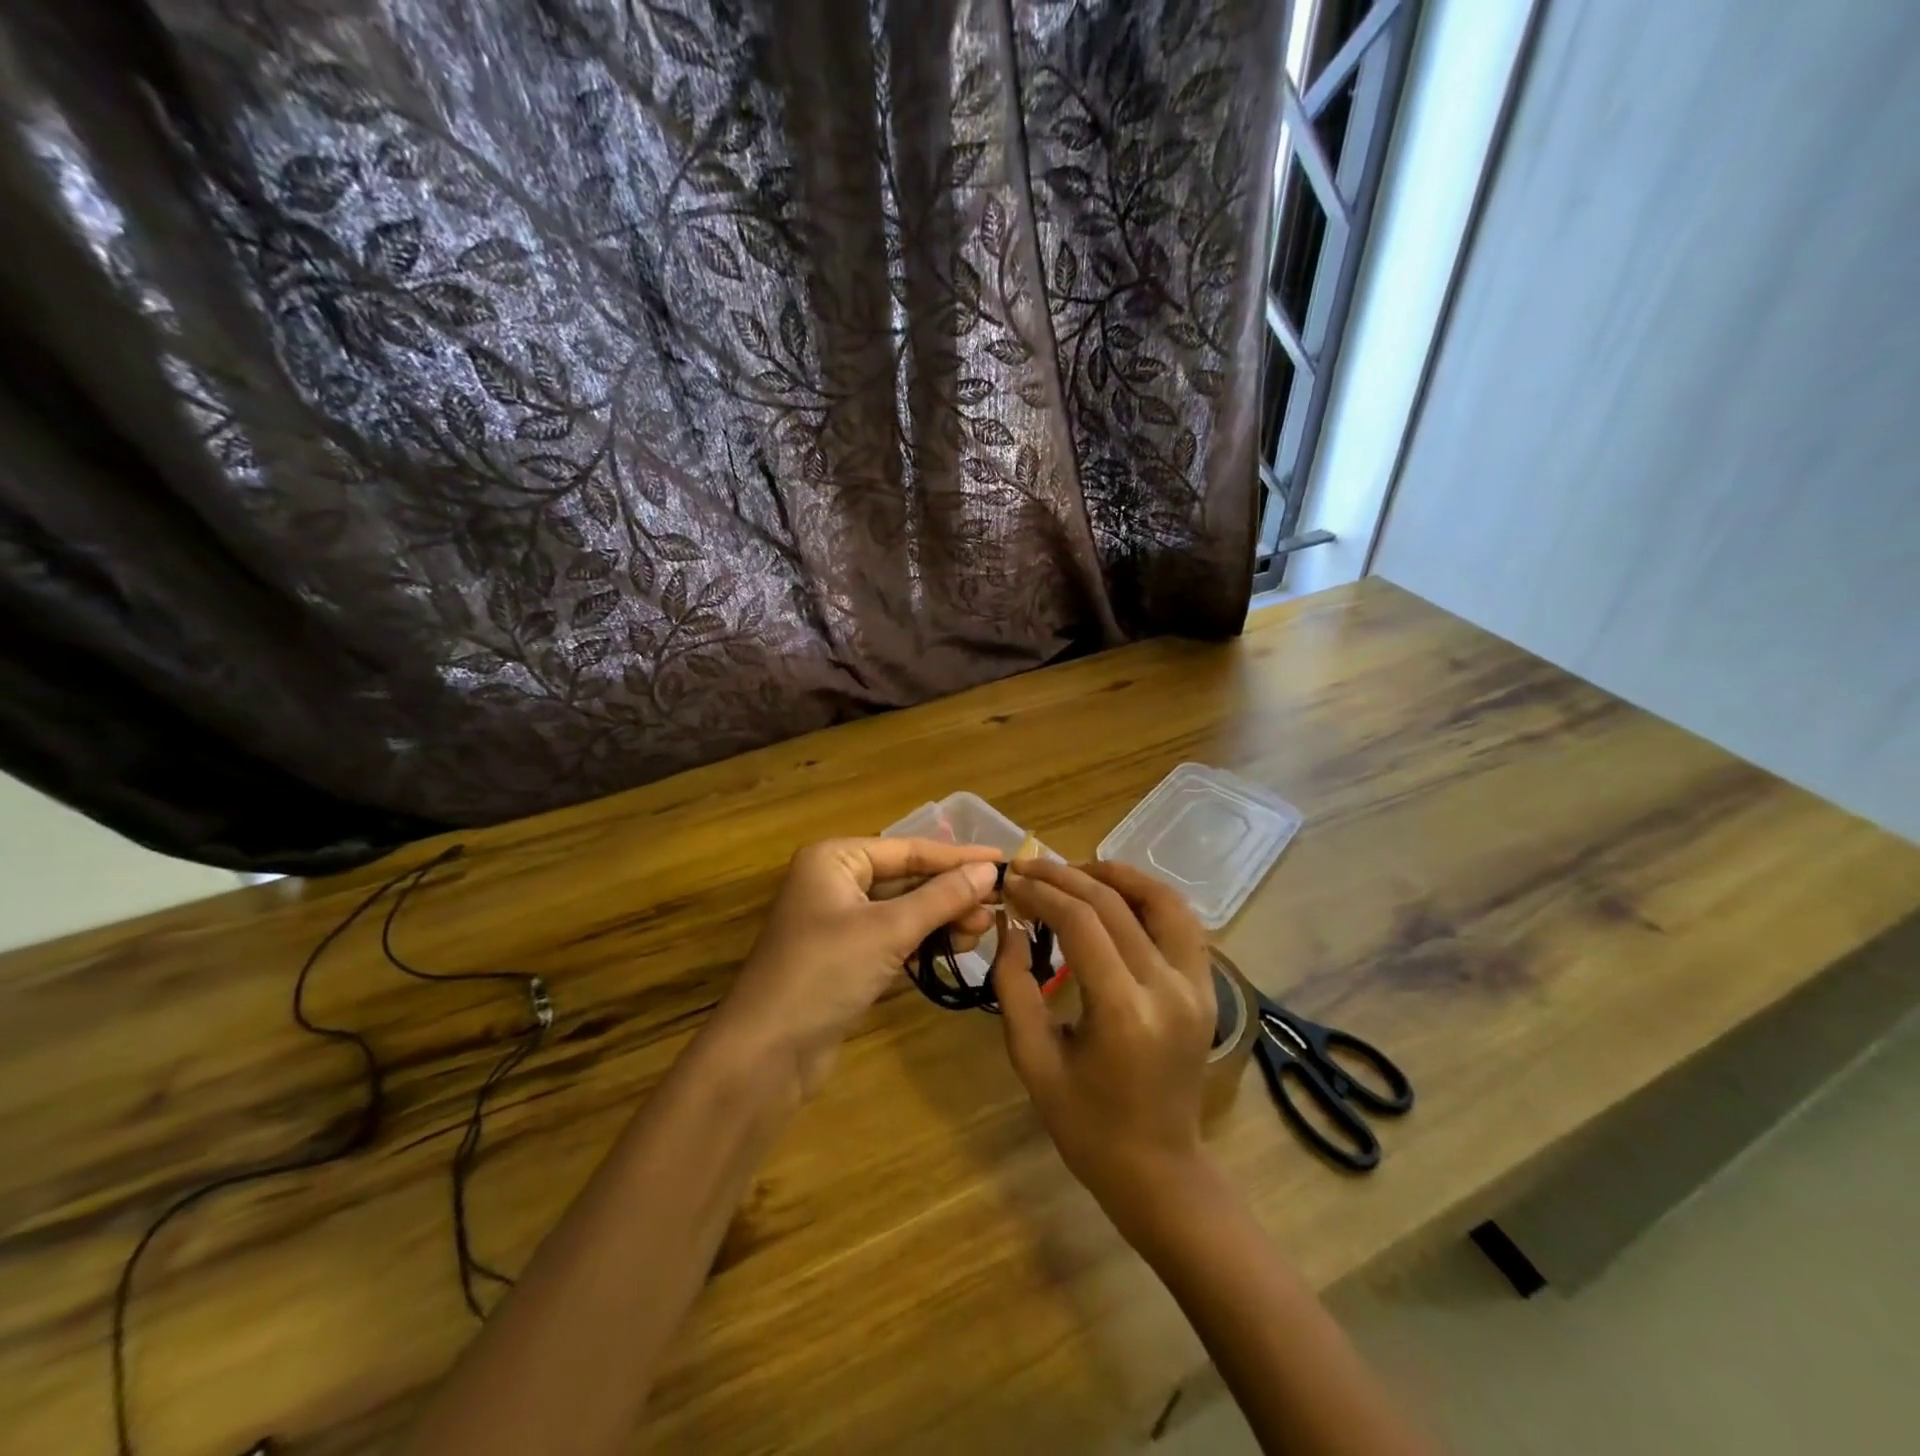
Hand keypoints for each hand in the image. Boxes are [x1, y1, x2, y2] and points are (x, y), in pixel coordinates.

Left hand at [710, 837, 1003, 1099]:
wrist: (766, 1052)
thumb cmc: (825, 972)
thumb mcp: (889, 930)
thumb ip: (941, 897)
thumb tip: (988, 871)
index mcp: (835, 859)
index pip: (909, 849)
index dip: (957, 857)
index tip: (1004, 861)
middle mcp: (835, 881)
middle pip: (907, 878)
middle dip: (951, 893)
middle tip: (996, 908)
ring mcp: (838, 921)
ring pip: (903, 909)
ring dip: (941, 918)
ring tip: (981, 930)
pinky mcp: (844, 957)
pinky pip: (892, 937)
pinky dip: (922, 941)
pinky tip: (953, 948)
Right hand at [992, 860, 1216, 1237]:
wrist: (1158, 1170)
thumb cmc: (1086, 1125)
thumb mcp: (1033, 1060)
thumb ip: (1013, 986)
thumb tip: (1008, 923)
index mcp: (1125, 1013)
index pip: (1081, 923)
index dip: (1041, 893)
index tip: (1010, 881)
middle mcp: (1169, 989)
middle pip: (1115, 904)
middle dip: (1065, 877)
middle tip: (1028, 868)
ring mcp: (1198, 986)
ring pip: (1162, 900)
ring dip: (1116, 875)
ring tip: (1074, 870)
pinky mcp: (1208, 988)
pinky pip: (1181, 923)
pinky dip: (1147, 896)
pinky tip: (1114, 895)